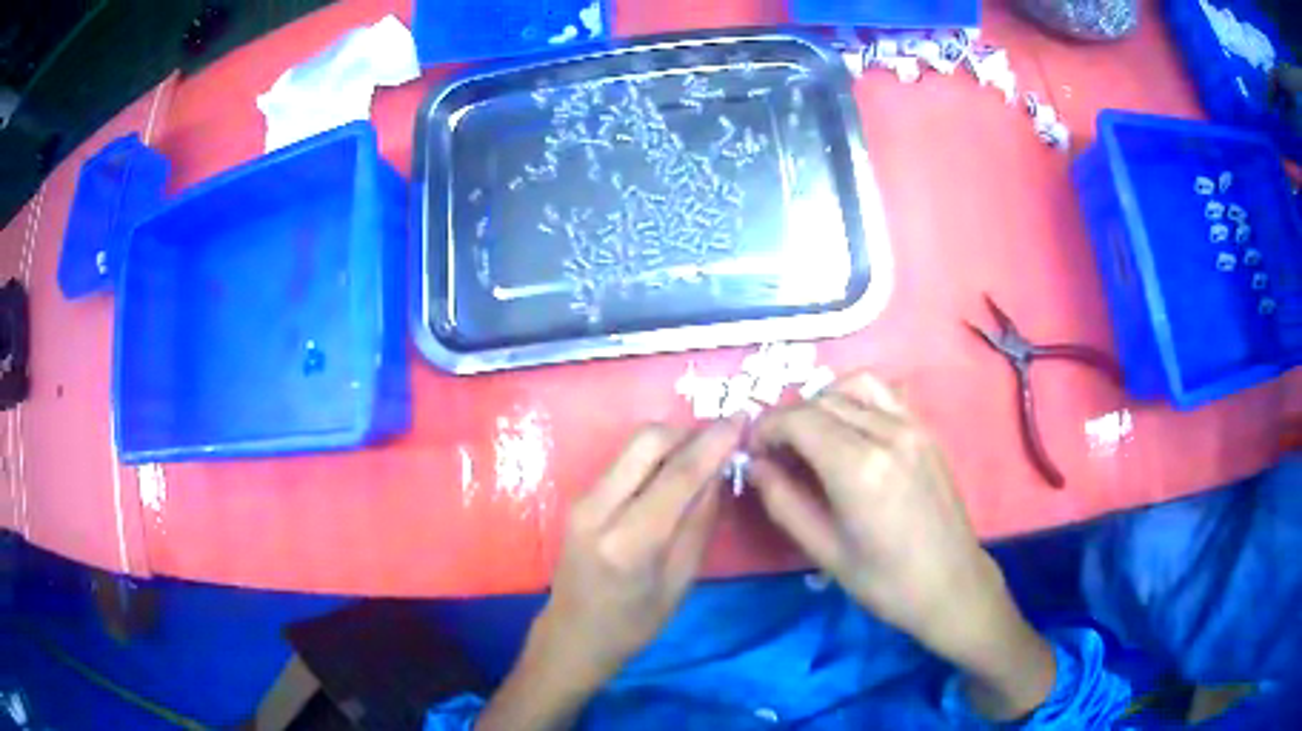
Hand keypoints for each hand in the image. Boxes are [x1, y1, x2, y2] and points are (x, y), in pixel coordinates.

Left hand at [538, 418, 740, 677]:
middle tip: (721, 447)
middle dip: (690, 433)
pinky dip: (655, 457)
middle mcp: (598, 508)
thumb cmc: (634, 624)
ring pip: (634, 445)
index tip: (743, 418)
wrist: (573, 634)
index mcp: (628, 541)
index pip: (678, 475)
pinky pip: (625, 461)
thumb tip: (721, 471)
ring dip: (673, 443)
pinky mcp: (580, 497)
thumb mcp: (680, 582)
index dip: (715, 443)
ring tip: (702, 462)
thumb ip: (700, 522)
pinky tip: (674, 477)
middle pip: (648, 440)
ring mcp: (583, 499)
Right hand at [746, 371, 1054, 718]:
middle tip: (775, 455)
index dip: (766, 429)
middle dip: (788, 420)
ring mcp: (912, 427)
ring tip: (810, 438)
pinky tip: (848, 430)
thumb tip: (754, 465)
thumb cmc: (885, 581)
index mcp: (859, 469)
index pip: (798, 420)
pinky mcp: (926, 430)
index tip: (753, 452)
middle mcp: (887, 434)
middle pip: (821, 400)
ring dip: (821, 403)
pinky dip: (855, 398)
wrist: (951, 585)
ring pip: (852, 387)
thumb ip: (782, 502)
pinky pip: (884, 393)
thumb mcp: (824, 552)